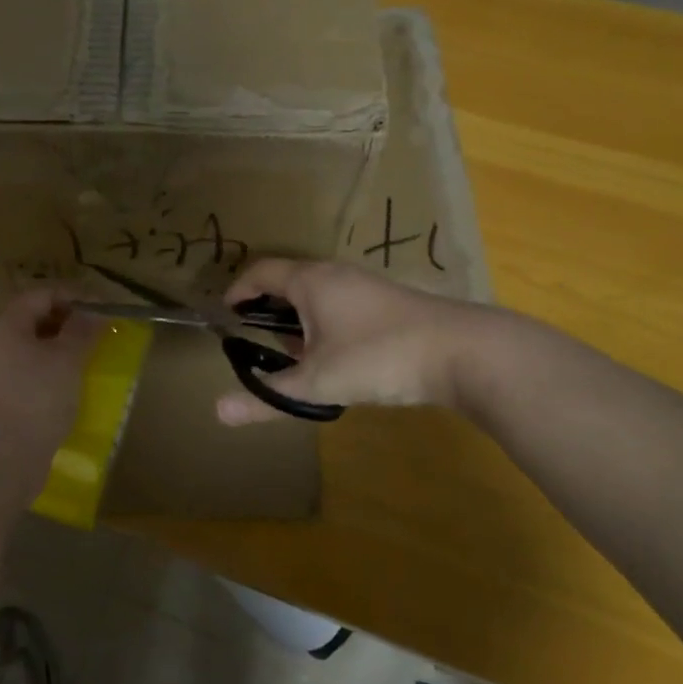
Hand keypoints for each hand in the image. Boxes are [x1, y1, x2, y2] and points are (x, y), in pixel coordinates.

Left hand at [0, 289, 100, 495]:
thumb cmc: (33, 399)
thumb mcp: (65, 360)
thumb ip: (81, 330)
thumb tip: (93, 309)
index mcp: (7, 326)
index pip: (41, 295)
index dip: (73, 296)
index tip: (104, 308)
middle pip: (36, 322)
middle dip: (70, 324)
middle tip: (102, 335)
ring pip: (36, 352)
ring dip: (64, 353)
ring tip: (93, 362)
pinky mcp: (4, 403)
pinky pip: (33, 378)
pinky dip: (55, 378)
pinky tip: (74, 391)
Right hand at [215, 259, 508, 425]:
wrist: (464, 352)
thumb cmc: (378, 356)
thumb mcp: (317, 381)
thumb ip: (268, 396)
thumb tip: (218, 412)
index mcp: (310, 280)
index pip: (260, 272)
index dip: (238, 290)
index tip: (224, 313)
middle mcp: (334, 273)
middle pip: (287, 280)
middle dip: (266, 306)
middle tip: (252, 336)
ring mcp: (364, 284)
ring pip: (316, 292)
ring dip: (296, 316)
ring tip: (290, 352)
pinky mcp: (387, 301)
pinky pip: (339, 302)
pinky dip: (322, 321)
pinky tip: (332, 355)